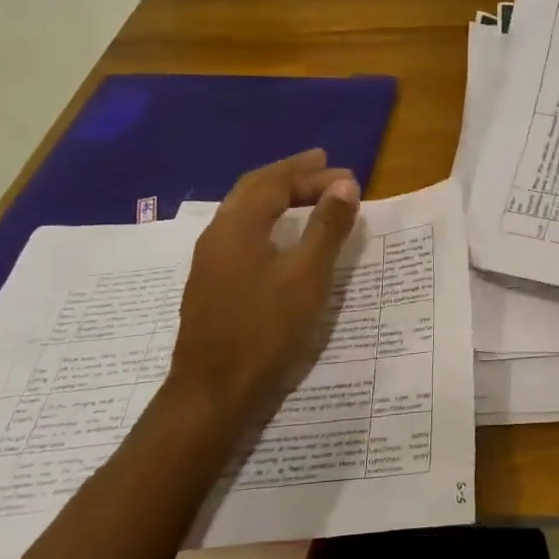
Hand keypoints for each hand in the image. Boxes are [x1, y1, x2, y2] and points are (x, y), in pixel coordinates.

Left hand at [163, 149, 360, 439]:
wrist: (213, 392)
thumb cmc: (265, 329)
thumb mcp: (307, 276)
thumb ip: (326, 227)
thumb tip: (345, 185)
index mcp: (237, 227)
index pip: (276, 183)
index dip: (312, 175)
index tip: (348, 177)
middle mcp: (217, 235)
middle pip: (254, 189)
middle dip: (290, 174)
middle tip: (324, 165)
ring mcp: (210, 261)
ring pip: (244, 210)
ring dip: (277, 195)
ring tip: (308, 194)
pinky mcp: (212, 284)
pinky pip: (241, 232)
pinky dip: (268, 218)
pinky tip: (282, 234)